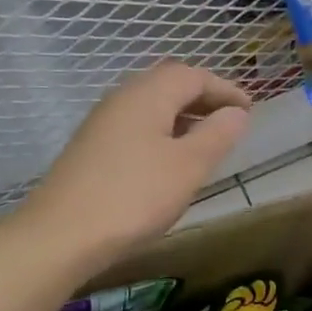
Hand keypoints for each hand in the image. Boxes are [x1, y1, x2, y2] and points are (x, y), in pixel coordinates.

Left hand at [27, 62, 251, 259]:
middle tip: (229, 120)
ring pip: (150, 106)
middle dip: (202, 98)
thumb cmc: (135, 196)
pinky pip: (136, 127)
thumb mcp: (188, 167)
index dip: (225, 89)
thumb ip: (217, 135)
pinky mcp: (91, 149)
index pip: (193, 76)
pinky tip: (169, 161)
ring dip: (182, 116)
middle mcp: (122, 99)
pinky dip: (162, 133)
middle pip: (168, 85)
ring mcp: (102, 124)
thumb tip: (236, 112)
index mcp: (148, 95)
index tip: (250, 109)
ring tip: (206, 141)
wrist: (62, 235)